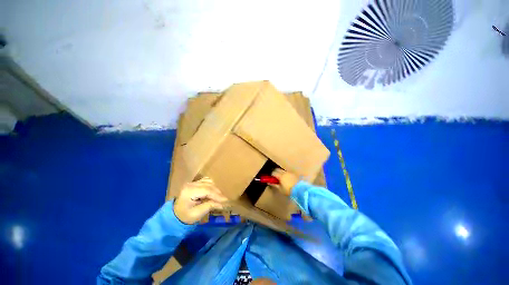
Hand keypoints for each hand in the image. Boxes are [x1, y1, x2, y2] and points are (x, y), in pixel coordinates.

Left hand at [174, 177, 227, 223]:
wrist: (176, 214)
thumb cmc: (185, 216)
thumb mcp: (197, 214)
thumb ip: (209, 206)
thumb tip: (222, 203)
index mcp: (189, 191)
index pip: (207, 190)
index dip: (217, 195)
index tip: (226, 200)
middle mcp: (191, 184)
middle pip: (209, 185)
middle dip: (218, 193)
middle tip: (225, 200)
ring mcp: (193, 182)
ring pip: (209, 182)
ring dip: (216, 189)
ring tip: (219, 197)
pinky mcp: (196, 182)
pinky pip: (207, 181)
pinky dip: (212, 186)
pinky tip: (214, 192)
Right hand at [270, 168, 299, 195]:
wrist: (300, 190)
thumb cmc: (288, 190)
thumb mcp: (280, 189)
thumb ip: (274, 185)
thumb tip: (269, 183)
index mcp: (280, 176)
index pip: (273, 172)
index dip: (271, 175)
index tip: (271, 178)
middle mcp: (284, 172)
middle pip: (278, 169)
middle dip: (275, 172)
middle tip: (275, 178)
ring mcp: (289, 173)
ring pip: (283, 171)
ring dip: (281, 173)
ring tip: (281, 179)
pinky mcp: (294, 174)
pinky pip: (287, 173)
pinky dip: (285, 175)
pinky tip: (287, 179)